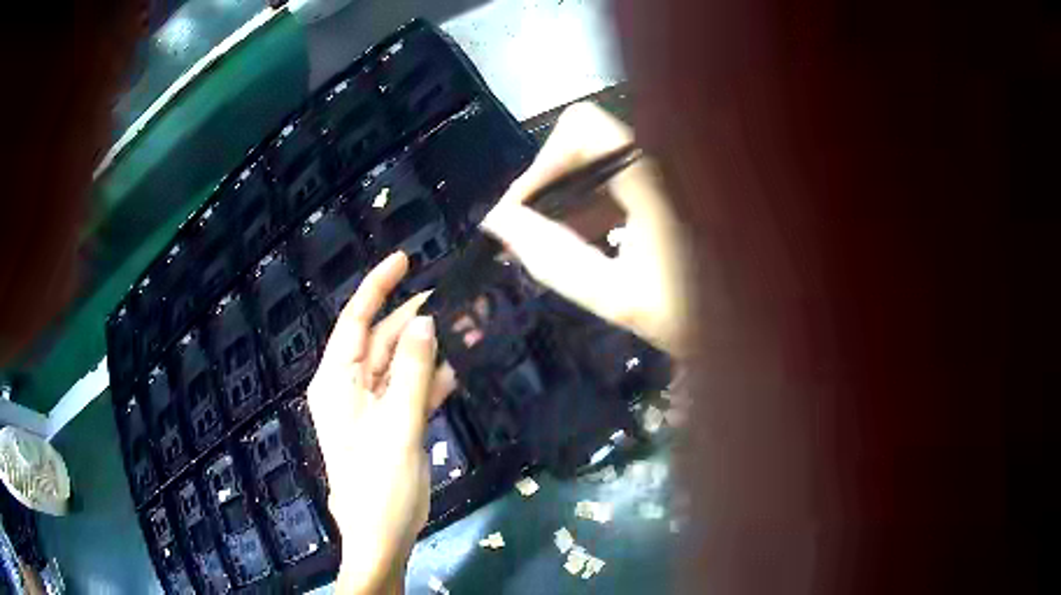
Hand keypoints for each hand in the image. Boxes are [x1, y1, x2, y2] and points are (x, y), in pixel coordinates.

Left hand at [307, 252, 454, 594]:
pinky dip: (431, 379)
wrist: (382, 535)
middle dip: (415, 321)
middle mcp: (350, 386)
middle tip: (456, 301)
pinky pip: (410, 389)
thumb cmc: (379, 484)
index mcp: (337, 381)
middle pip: (382, 340)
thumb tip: (426, 321)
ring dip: (429, 351)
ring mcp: (373, 405)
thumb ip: (411, 372)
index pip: (355, 321)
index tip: (405, 259)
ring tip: (466, 330)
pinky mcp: (392, 422)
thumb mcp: (397, 425)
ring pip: (400, 364)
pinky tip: (456, 369)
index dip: (378, 287)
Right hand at [481, 102, 689, 356]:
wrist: (756, 323)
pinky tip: (588, 239)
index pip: (580, 128)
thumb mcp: (619, 296)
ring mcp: (668, 170)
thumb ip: (553, 259)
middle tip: (528, 235)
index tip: (523, 212)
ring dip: (568, 198)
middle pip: (585, 142)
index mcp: (654, 174)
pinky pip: (619, 178)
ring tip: (552, 244)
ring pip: (599, 160)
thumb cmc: (697, 313)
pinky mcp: (670, 184)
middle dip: (549, 187)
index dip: (542, 163)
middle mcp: (662, 158)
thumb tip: (497, 221)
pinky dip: (594, 204)